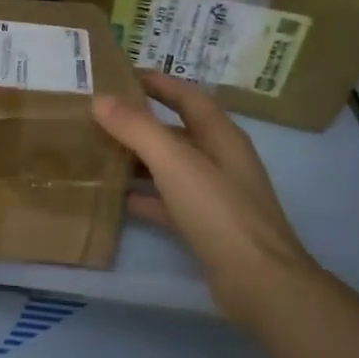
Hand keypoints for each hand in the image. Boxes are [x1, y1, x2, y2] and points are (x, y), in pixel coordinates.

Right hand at [94, 72, 319, 320]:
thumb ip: (137, 129)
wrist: (259, 282)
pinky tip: (115, 198)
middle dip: (142, 122)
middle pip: (178, 132)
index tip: (124, 75)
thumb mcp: (175, 163)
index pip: (189, 98)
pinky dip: (143, 197)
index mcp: (221, 137)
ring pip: (170, 168)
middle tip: (100, 115)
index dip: (160, 83)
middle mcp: (221, 161)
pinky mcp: (205, 227)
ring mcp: (214, 196)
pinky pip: (167, 202)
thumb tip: (101, 99)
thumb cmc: (219, 212)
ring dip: (139, 159)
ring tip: (99, 152)